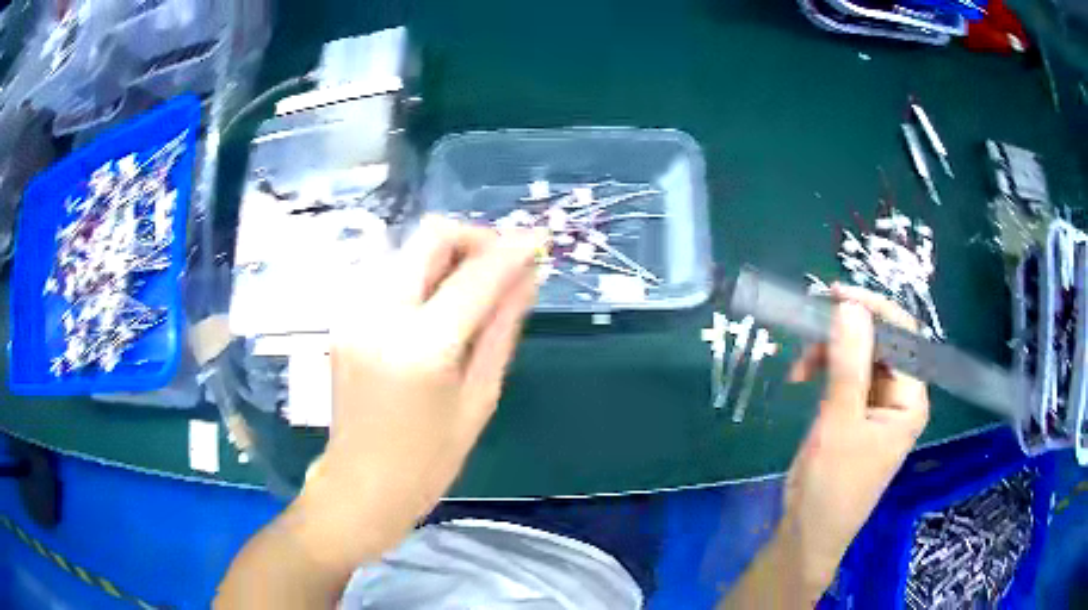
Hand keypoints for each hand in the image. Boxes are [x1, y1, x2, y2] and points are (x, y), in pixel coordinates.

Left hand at [302, 216, 544, 566]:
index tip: (540, 240)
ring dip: (447, 256)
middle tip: (502, 265)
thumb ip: (502, 329)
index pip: (476, 275)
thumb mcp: (479, 398)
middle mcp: (380, 314)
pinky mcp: (345, 317)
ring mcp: (355, 312)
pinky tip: (439, 307)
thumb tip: (527, 279)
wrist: (361, 484)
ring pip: (408, 249)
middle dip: (474, 239)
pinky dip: (422, 275)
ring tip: (473, 291)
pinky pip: (390, 273)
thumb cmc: (429, 459)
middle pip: (430, 236)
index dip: (513, 250)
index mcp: (421, 346)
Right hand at [778, 284, 929, 595]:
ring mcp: (878, 405)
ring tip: (799, 367)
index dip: (873, 309)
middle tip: (809, 328)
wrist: (807, 533)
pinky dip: (825, 370)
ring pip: (860, 356)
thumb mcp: (839, 423)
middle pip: (881, 343)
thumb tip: (849, 305)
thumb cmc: (831, 486)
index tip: (834, 296)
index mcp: (910, 399)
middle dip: (845, 332)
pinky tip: (802, 377)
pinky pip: (847, 375)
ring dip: (830, 352)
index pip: (903, 337)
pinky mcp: (857, 413)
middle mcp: (900, 396)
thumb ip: (848, 364)